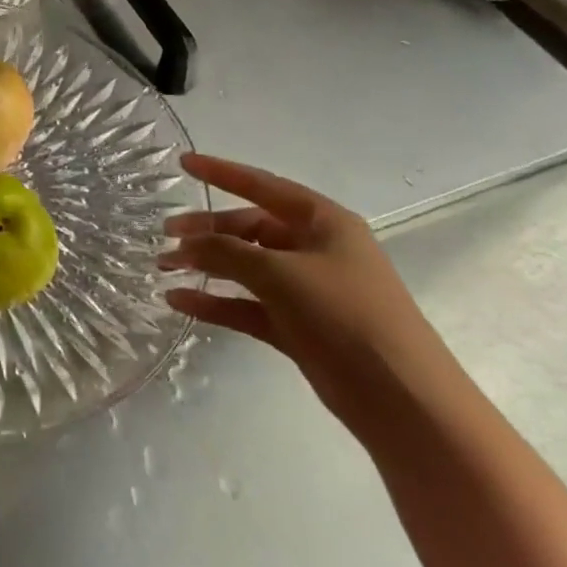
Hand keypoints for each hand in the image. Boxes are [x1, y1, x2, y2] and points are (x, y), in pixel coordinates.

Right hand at [161, 153, 457, 438]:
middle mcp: (314, 249)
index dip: (221, 172)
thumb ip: (227, 251)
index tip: (182, 163)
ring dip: (205, 265)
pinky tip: (180, 301)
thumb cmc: (346, 316)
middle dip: (205, 230)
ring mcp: (306, 290)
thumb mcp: (280, 273)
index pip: (262, 186)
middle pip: (248, 228)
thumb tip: (187, 244)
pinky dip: (215, 301)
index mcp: (322, 222)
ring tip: (163, 267)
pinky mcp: (298, 327)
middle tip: (165, 236)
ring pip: (244, 266)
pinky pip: (247, 304)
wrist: (403, 403)